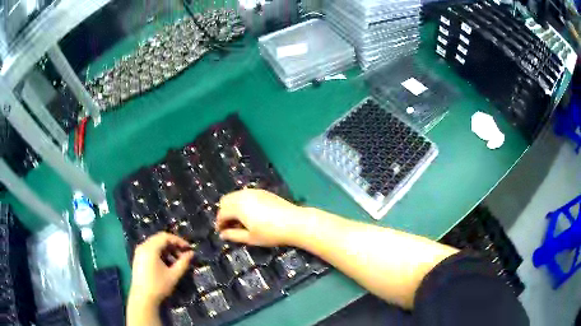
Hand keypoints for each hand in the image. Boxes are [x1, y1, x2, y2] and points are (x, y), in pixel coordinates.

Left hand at [128, 232, 193, 306]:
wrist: (143, 298)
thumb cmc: (159, 286)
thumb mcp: (174, 274)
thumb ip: (183, 262)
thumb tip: (191, 253)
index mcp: (150, 248)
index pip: (166, 237)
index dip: (179, 241)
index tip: (189, 248)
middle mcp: (143, 246)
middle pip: (159, 239)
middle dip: (173, 245)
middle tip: (184, 254)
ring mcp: (139, 252)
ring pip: (155, 244)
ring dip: (167, 250)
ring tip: (176, 261)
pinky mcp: (138, 258)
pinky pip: (150, 250)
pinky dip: (160, 253)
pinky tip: (166, 264)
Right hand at [216, 189, 305, 246]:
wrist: (294, 222)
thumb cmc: (271, 233)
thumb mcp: (250, 238)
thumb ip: (233, 235)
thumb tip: (222, 234)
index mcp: (238, 207)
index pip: (222, 213)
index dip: (219, 223)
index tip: (221, 232)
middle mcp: (243, 195)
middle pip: (225, 200)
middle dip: (223, 212)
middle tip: (229, 226)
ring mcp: (253, 192)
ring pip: (235, 196)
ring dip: (232, 207)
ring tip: (239, 221)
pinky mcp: (262, 191)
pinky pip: (245, 194)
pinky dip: (241, 202)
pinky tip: (249, 214)